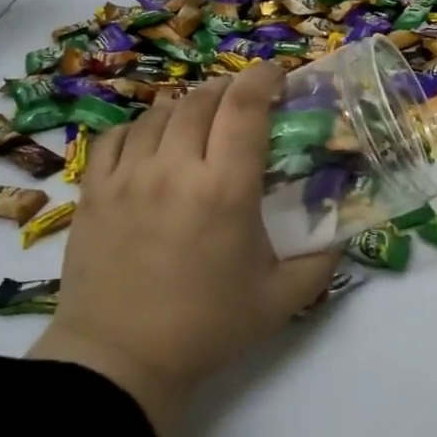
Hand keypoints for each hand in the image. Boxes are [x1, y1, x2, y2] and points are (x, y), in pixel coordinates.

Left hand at [28, 63, 338, 436]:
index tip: (278, 76)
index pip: (245, 108)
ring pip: (159, 113)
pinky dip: (141, 127)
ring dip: (188, 107)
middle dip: (230, 89)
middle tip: (246, 102)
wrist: (119, 360)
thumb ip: (321, 262)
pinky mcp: (94, 191)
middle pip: (202, 100)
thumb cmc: (206, 328)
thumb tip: (342, 233)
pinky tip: (153, 142)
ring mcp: (127, 177)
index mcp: (225, 190)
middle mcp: (175, 170)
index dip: (264, 79)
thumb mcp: (281, 300)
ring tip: (202, 121)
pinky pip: (117, 136)